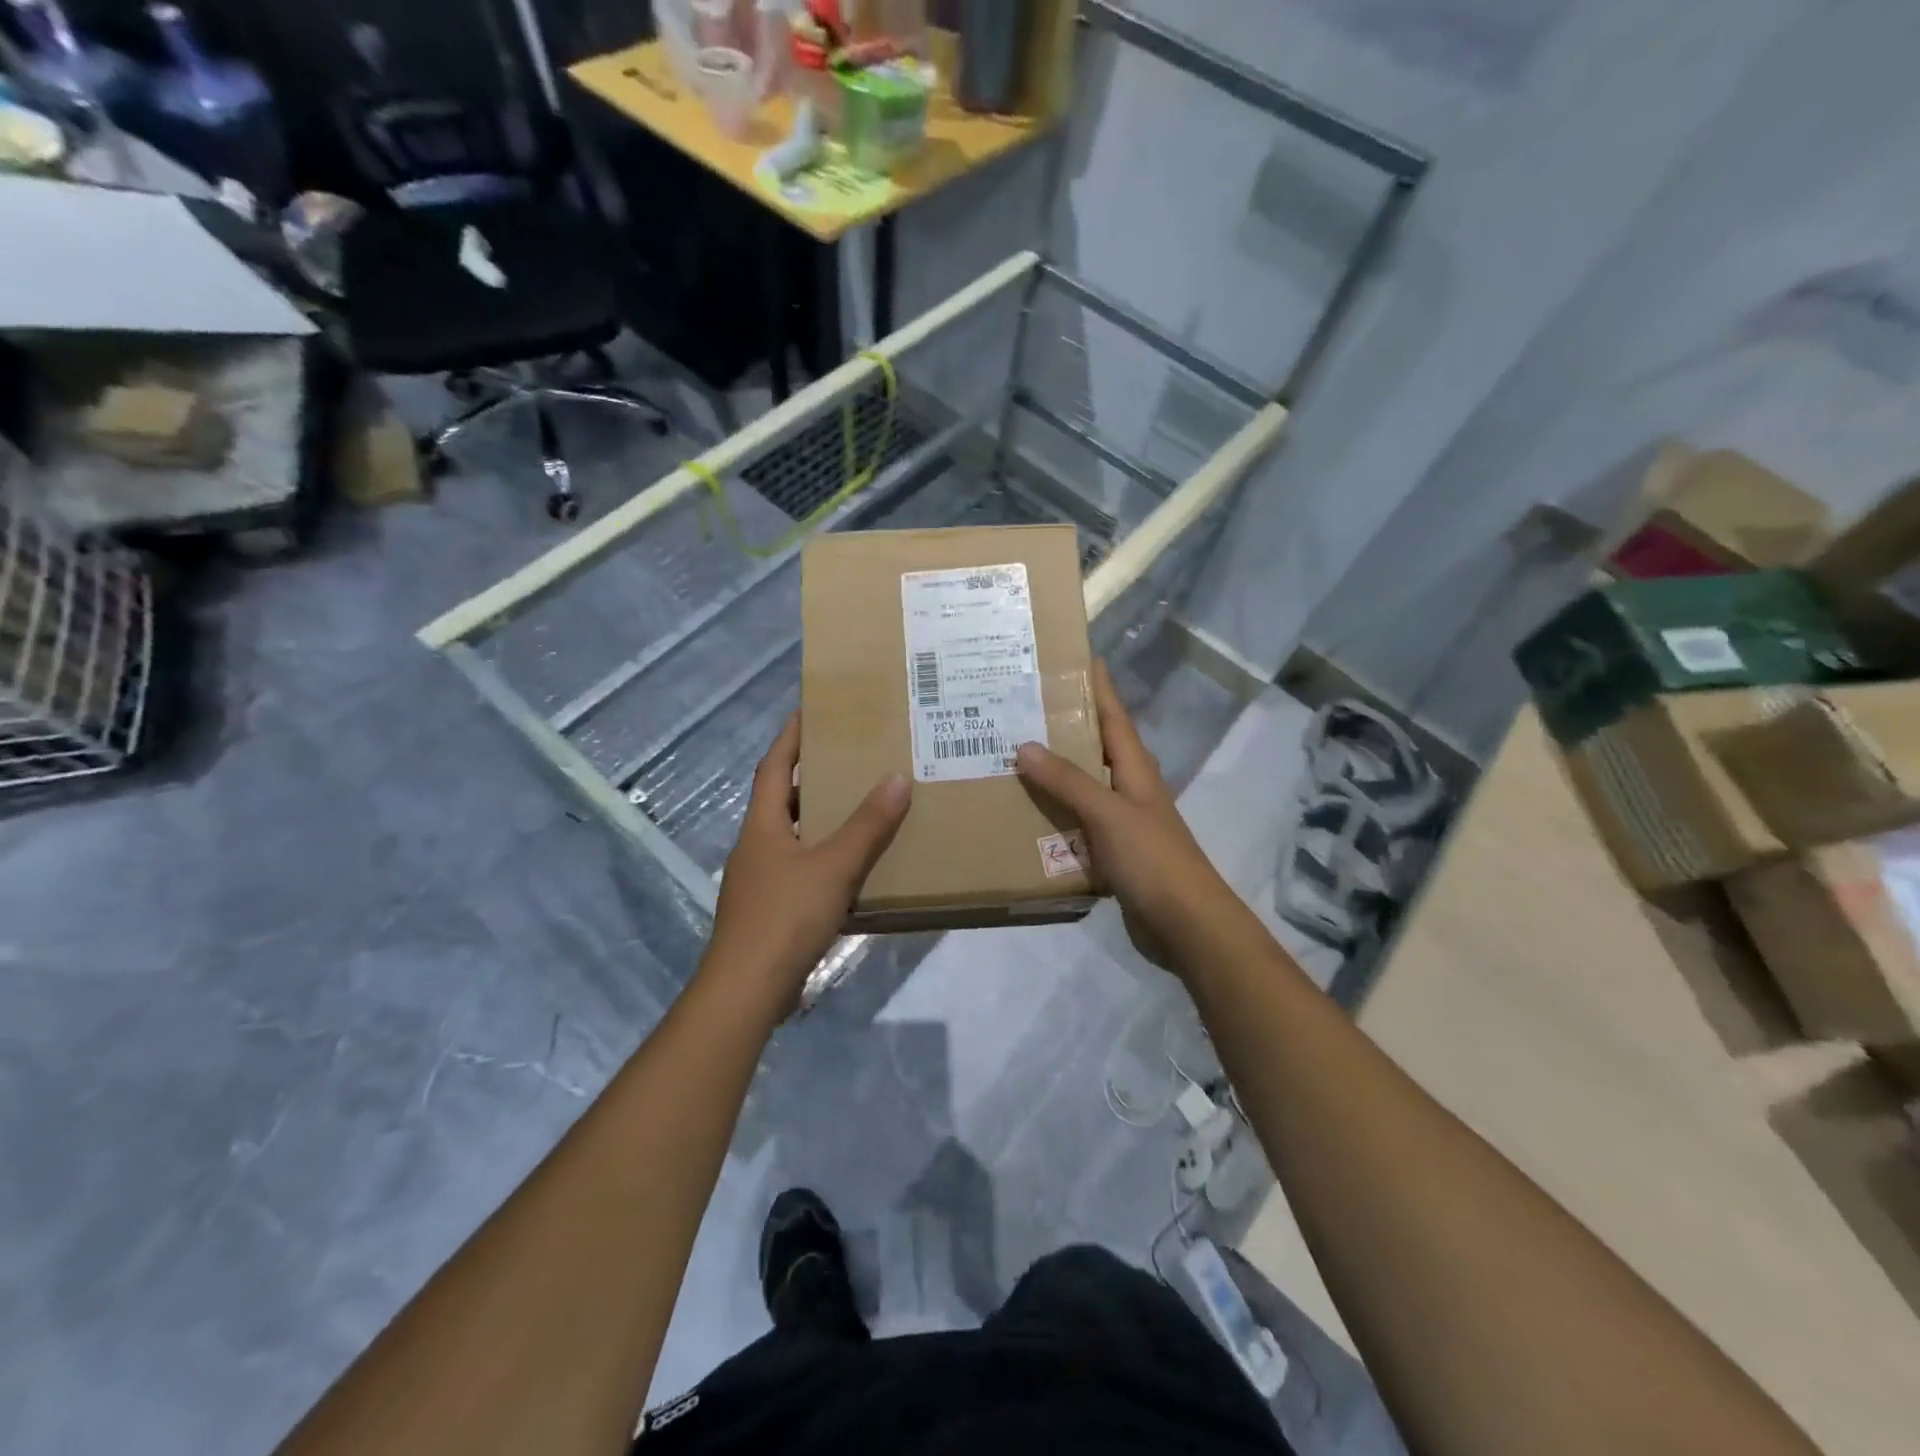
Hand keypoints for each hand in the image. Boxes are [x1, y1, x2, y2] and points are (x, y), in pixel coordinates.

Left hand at [703, 713, 911, 1015]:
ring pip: (793, 837)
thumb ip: (867, 826)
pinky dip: (824, 859)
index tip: (808, 711)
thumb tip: (897, 778)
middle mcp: (756, 847)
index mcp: (762, 826)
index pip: (774, 768)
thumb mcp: (833, 867)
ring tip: (859, 808)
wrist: (747, 990)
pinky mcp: (770, 910)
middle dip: (812, 778)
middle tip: (849, 760)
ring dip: (820, 821)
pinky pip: (800, 869)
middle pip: (783, 800)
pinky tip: (852, 868)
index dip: (789, 738)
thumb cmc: (785, 917)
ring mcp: (760, 881)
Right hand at [1014, 661, 1245, 977]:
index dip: (1098, 685)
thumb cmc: (1153, 860)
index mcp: (1135, 769)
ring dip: (1054, 772)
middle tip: (1021, 706)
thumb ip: (1068, 781)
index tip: (1077, 655)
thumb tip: (1024, 745)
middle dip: (1064, 725)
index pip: (1113, 715)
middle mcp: (1129, 788)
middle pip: (1094, 746)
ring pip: (1082, 786)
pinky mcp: (1113, 853)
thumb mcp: (1109, 814)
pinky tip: (1025, 814)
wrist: (1185, 925)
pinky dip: (1054, 813)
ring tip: (1011, 754)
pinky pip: (1077, 823)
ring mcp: (1122, 822)